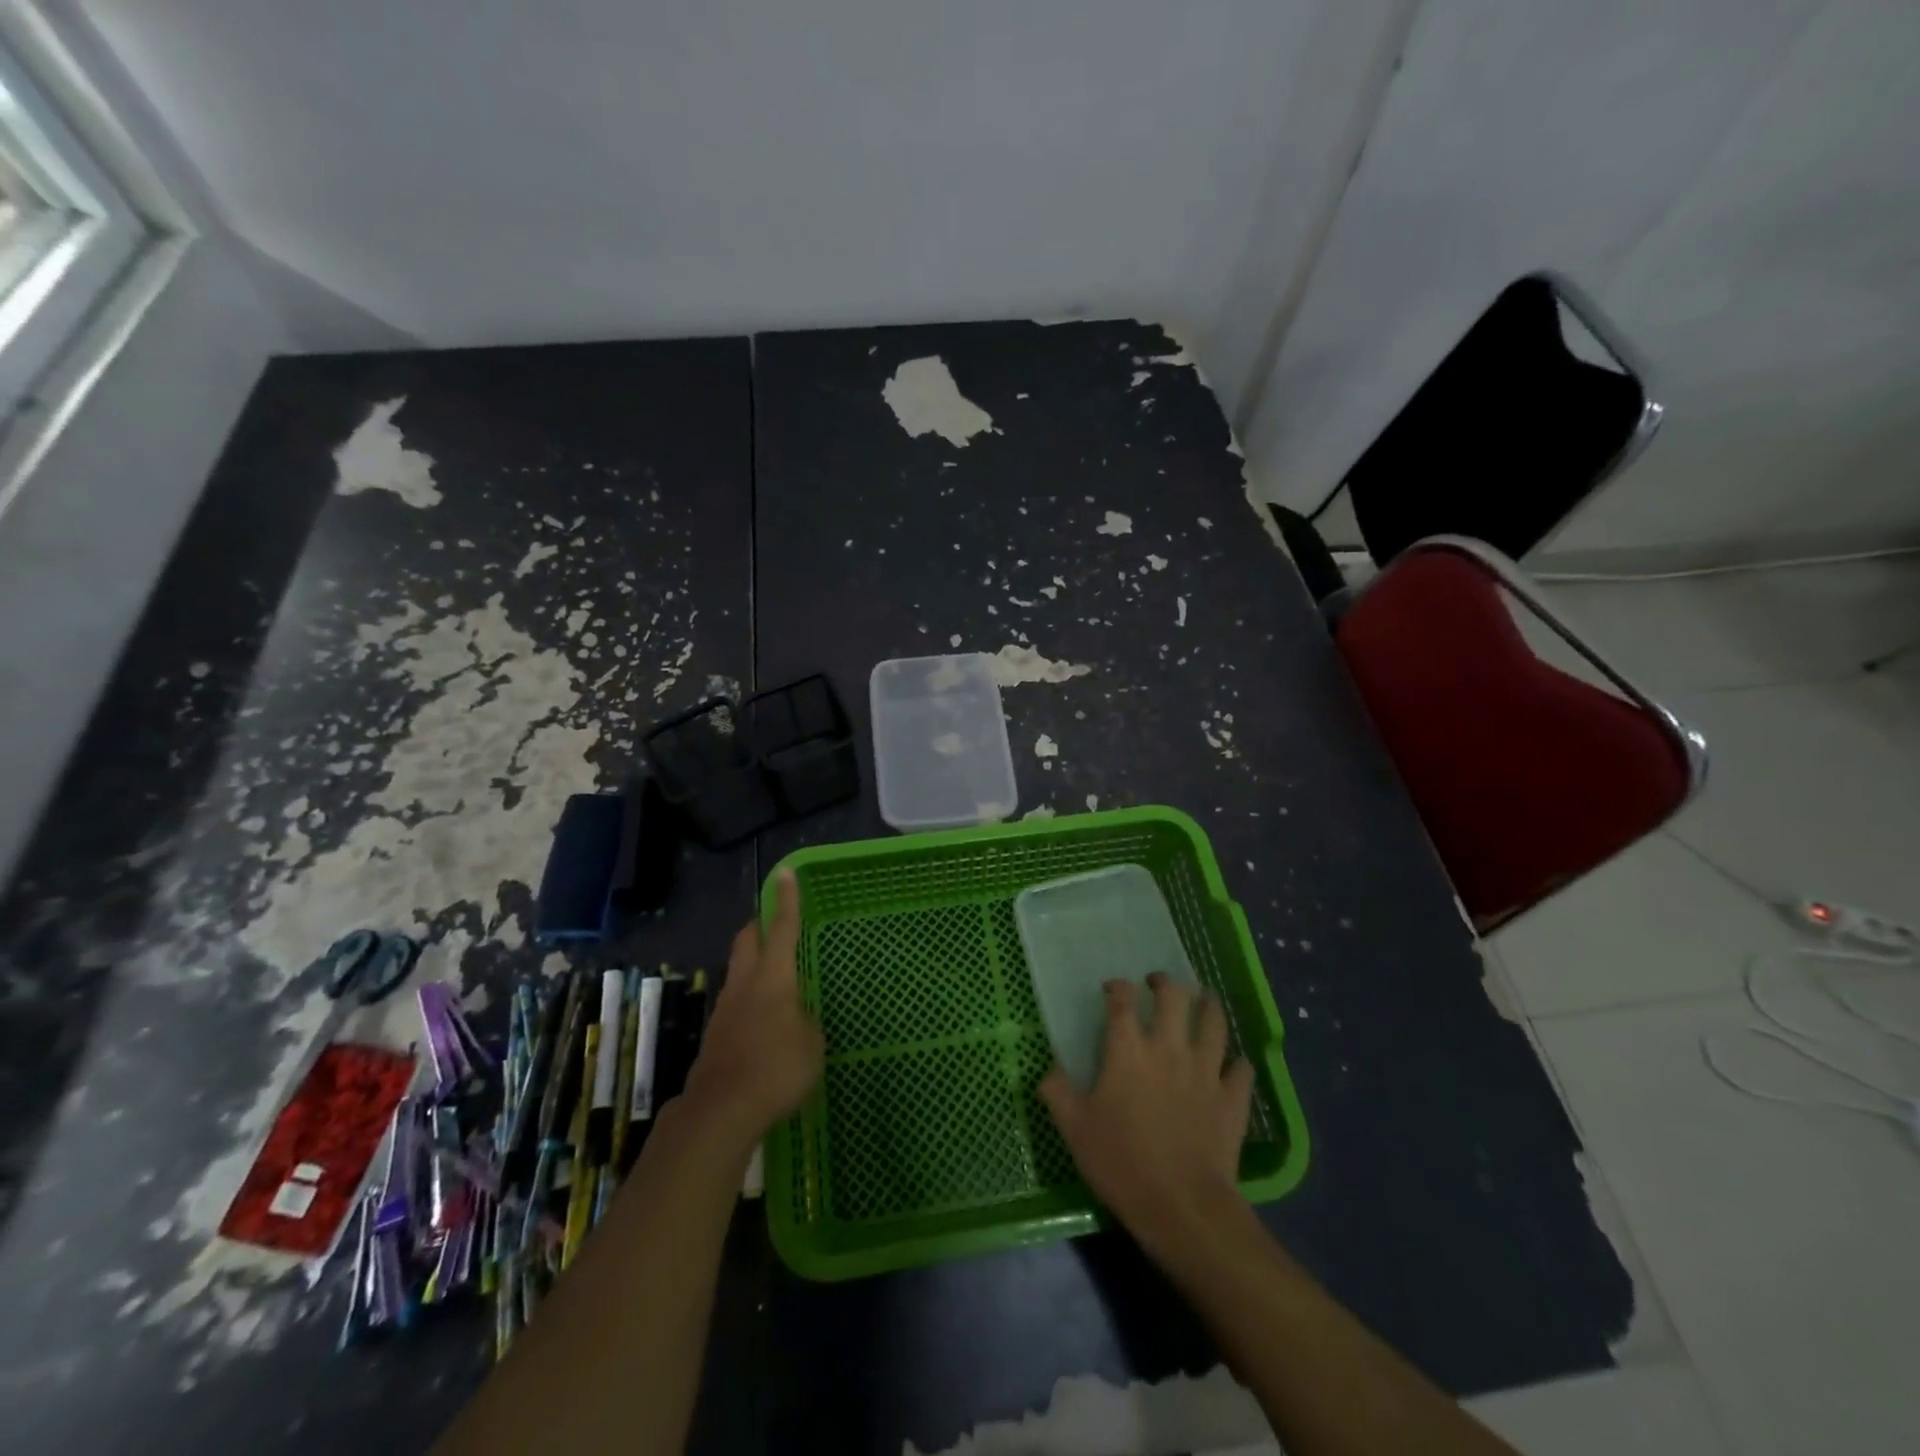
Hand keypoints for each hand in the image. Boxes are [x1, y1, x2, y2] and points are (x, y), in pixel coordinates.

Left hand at [679, 869, 823, 1148]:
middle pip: (747, 941)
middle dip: (759, 926)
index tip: (785, 873)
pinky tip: (764, 1024)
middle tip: (773, 923)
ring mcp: (725, 1010)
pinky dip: (750, 1001)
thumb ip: (806, 1021)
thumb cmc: (777, 1068)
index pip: (782, 928)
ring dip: (753, 966)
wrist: (722, 1111)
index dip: (786, 900)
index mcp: (773, 977)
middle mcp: (745, 984)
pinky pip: (736, 1004)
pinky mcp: (716, 1036)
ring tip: (776, 981)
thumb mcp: (811, 1043)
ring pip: (738, 972)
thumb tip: (797, 1017)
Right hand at [1040, 973, 1253, 1254]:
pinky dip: (1237, 1062)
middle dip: (1165, 983)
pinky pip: (1242, 1068)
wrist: (1182, 1207)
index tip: (1112, 989)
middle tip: (1158, 985)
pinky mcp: (1232, 1097)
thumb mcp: (1074, 1128)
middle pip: (1173, 997)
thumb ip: (1057, 1090)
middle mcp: (1169, 1047)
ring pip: (1214, 1021)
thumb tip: (1050, 1067)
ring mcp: (1205, 1070)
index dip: (1117, 987)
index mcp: (1128, 1049)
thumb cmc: (1121, 1162)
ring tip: (1203, 1001)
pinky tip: (1232, 1063)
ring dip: (1208, 1005)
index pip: (1122, 1000)